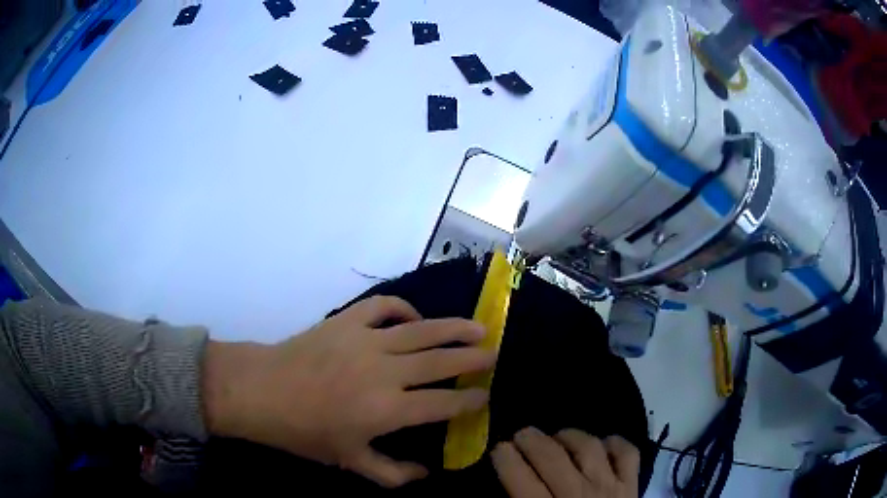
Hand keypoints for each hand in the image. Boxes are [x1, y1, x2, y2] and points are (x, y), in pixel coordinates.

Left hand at [203, 296, 495, 487]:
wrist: (261, 391)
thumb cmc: (305, 432)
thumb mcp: (349, 461)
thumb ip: (392, 474)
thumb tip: (426, 474)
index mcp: (387, 410)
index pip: (443, 403)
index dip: (469, 401)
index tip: (484, 397)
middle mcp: (385, 372)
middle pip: (441, 361)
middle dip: (473, 359)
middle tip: (493, 356)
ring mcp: (366, 340)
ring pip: (422, 330)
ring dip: (454, 328)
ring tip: (478, 327)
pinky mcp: (347, 321)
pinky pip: (384, 306)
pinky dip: (404, 308)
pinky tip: (414, 318)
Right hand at [492, 427, 638, 497]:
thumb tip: (508, 487)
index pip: (520, 478)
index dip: (505, 457)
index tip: (499, 448)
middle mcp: (577, 494)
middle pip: (552, 456)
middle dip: (530, 439)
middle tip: (521, 435)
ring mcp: (609, 486)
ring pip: (588, 447)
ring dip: (569, 436)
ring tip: (558, 438)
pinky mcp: (632, 484)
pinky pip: (627, 453)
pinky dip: (614, 443)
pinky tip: (601, 446)